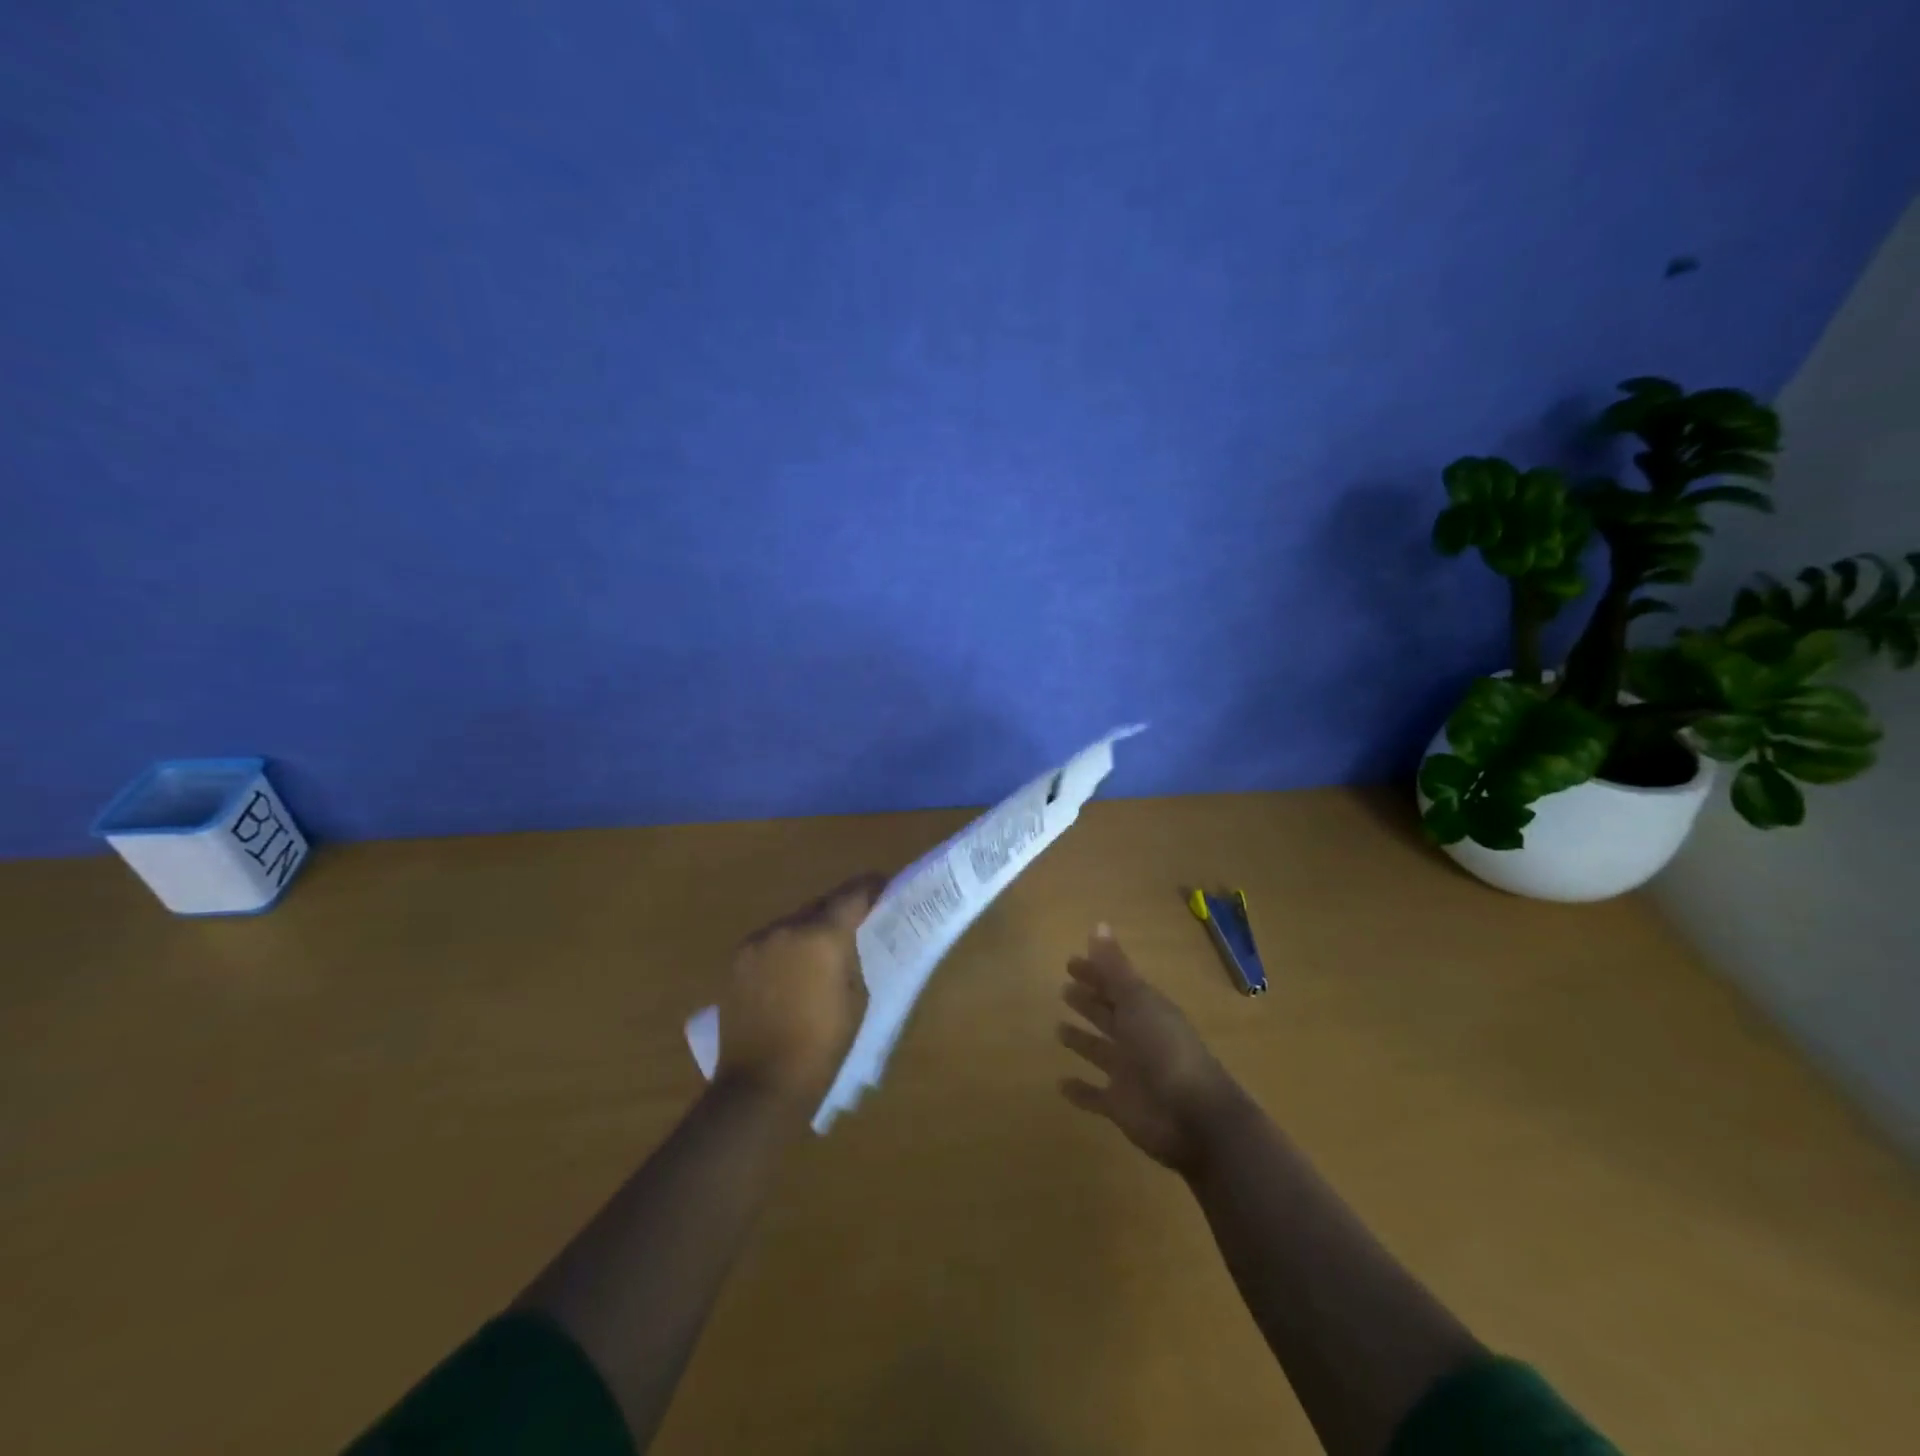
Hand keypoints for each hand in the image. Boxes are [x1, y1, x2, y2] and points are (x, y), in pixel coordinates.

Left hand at [716, 874, 884, 1109]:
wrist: (761, 1084)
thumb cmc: (822, 1046)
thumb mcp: (857, 1000)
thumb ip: (853, 959)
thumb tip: (848, 944)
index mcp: (823, 936)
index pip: (853, 894)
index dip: (872, 887)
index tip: (885, 887)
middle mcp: (787, 928)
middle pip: (820, 904)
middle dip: (840, 909)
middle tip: (857, 922)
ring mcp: (757, 942)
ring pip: (793, 922)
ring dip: (811, 929)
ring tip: (823, 950)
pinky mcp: (737, 961)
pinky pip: (770, 942)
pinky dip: (786, 947)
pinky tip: (793, 969)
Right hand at [1057, 924, 1236, 1173]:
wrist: (1195, 1117)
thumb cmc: (1165, 1049)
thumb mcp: (1137, 1001)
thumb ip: (1115, 967)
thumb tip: (1098, 924)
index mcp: (1146, 1010)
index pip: (1116, 985)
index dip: (1095, 973)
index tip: (1070, 961)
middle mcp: (1138, 1038)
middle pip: (1109, 1015)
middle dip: (1089, 1001)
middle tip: (1063, 988)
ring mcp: (1130, 1073)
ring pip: (1100, 1051)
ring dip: (1082, 1041)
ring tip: (1058, 1029)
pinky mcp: (1121, 1106)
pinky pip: (1095, 1096)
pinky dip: (1080, 1091)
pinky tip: (1060, 1084)